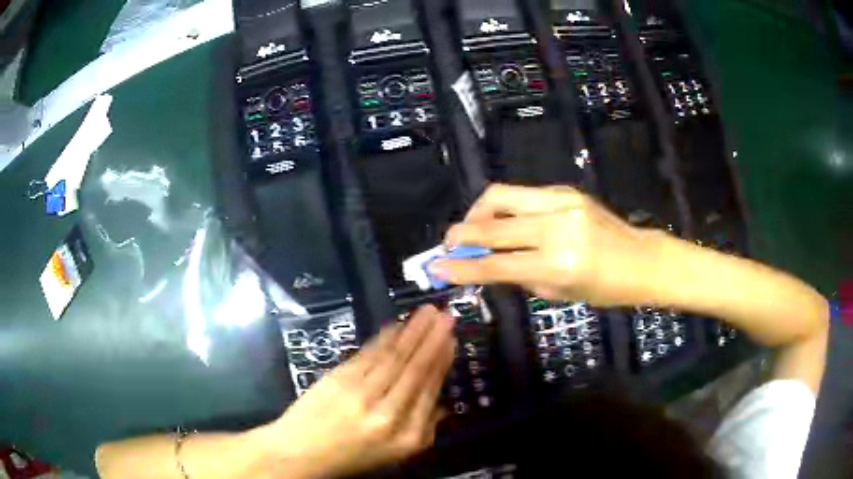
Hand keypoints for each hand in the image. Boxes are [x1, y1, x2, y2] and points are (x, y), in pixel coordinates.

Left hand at [259, 305, 455, 478]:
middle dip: (432, 339)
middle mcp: (388, 414)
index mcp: (407, 436)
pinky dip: (384, 338)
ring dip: (412, 332)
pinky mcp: (339, 379)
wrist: (302, 451)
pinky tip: (396, 325)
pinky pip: (368, 354)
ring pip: (393, 357)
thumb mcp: (395, 454)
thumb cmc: (352, 456)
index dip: (441, 362)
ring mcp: (361, 394)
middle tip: (445, 315)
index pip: (428, 391)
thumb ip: (423, 430)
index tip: (451, 340)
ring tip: (427, 312)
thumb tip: (443, 403)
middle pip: (414, 370)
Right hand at [429, 184, 666, 306]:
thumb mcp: (559, 293)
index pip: (498, 265)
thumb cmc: (605, 289)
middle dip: (462, 233)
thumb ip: (520, 276)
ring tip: (474, 228)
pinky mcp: (566, 190)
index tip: (437, 267)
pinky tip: (506, 221)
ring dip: (479, 212)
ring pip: (502, 196)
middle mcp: (557, 227)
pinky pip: (523, 195)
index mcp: (558, 264)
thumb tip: (486, 264)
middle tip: (450, 243)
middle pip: (493, 224)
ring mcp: (562, 202)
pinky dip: (505, 208)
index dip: (462, 267)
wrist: (640, 259)